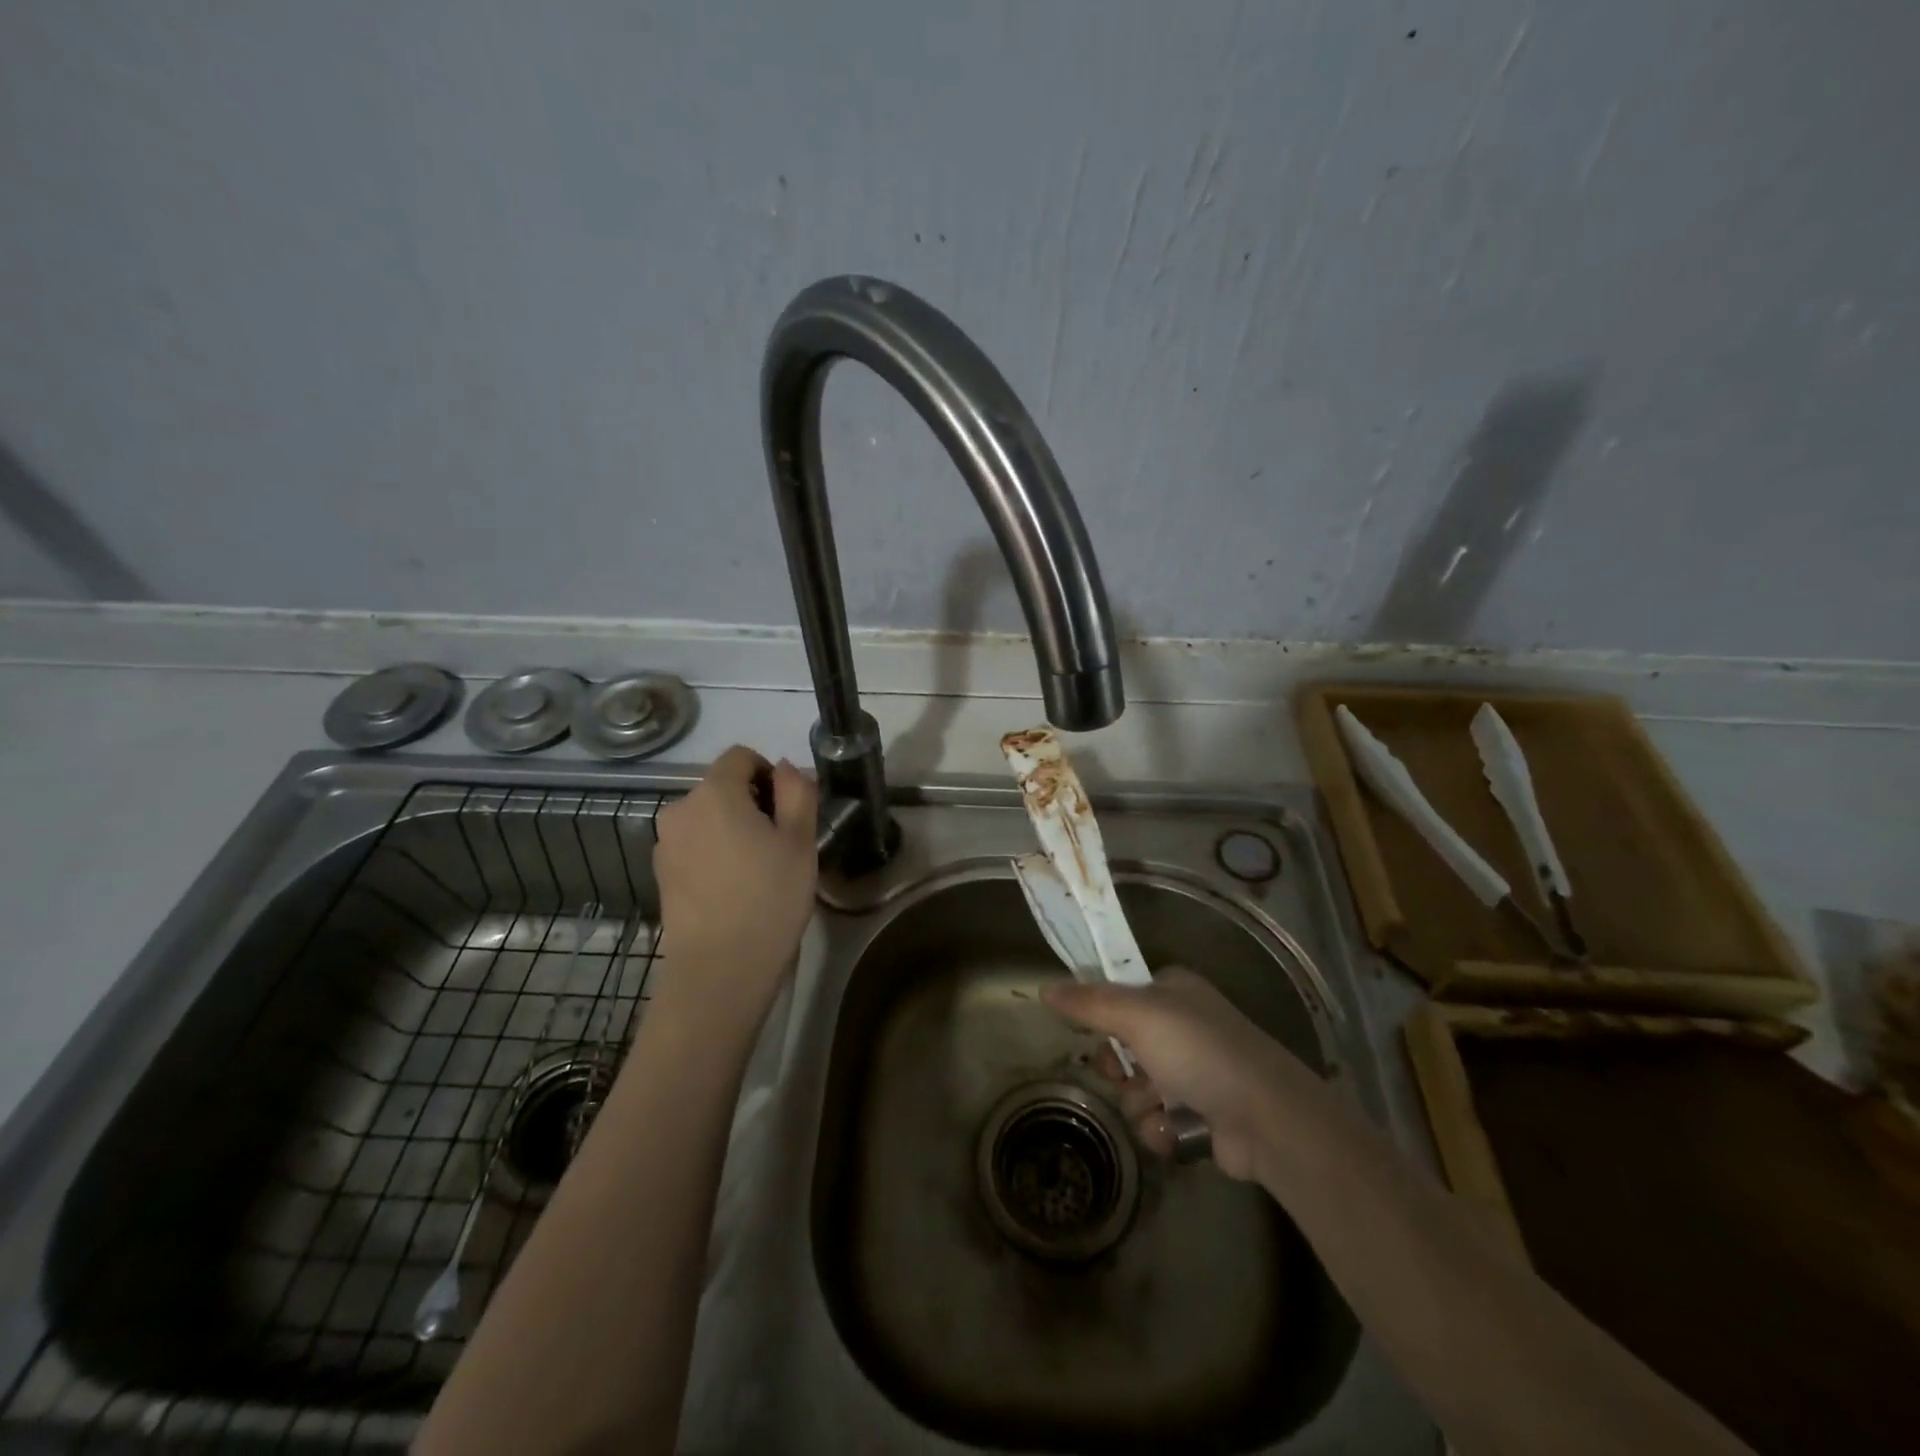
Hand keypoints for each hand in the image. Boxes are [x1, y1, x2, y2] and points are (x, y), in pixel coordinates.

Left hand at [652, 746, 818, 1032]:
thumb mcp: (800, 840)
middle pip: (722, 786)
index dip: (770, 773)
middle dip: (752, 803)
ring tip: (757, 869)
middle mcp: (680, 809)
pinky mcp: (661, 873)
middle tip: (780, 844)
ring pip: (708, 817)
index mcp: (714, 792)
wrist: (720, 969)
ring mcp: (665, 843)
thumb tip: (786, 768)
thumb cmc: (769, 898)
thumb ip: (797, 791)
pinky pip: (694, 845)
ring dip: (733, 828)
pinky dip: (714, 852)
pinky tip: (734, 888)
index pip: (741, 756)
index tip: (789, 811)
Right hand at [1043, 968, 1327, 1183]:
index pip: (1121, 994)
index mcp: (1173, 989)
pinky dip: (1161, 1127)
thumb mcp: (1137, 1015)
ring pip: (1138, 1086)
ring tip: (1156, 1107)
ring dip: (1139, 1102)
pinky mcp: (1204, 1113)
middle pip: (1124, 1044)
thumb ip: (1089, 1003)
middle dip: (1119, 1067)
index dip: (1102, 1015)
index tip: (1090, 1033)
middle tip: (1121, 1074)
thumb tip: (1044, 989)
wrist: (1265, 1117)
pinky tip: (1173, 1131)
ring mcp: (1196, 1070)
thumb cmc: (1198, 1051)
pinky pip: (1159, 1118)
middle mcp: (1185, 1025)